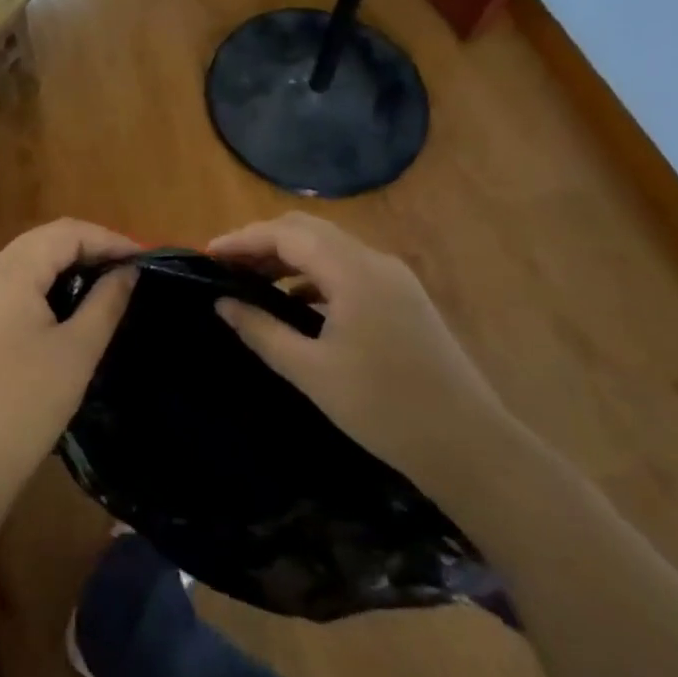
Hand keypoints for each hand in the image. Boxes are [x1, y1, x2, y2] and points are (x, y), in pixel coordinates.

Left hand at [0, 220, 138, 525]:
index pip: (65, 232)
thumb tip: (129, 271)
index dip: (109, 239)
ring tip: (107, 286)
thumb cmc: (25, 405)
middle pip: (43, 242)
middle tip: (130, 270)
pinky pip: (13, 287)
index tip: (146, 259)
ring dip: (67, 268)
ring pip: (27, 264)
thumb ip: (106, 302)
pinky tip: (69, 308)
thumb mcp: (77, 351)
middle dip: (89, 249)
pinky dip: (45, 287)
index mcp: (8, 273)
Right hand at [209, 213, 507, 480]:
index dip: (243, 239)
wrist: (469, 446)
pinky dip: (314, 273)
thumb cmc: (382, 408)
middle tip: (227, 264)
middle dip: (263, 241)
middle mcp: (374, 260)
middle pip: (308, 230)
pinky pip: (348, 267)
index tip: (208, 254)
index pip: (286, 234)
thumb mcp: (311, 371)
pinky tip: (296, 301)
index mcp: (352, 271)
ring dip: (289, 256)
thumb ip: (262, 330)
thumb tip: (222, 302)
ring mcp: (394, 277)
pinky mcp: (404, 296)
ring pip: (329, 247)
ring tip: (253, 280)